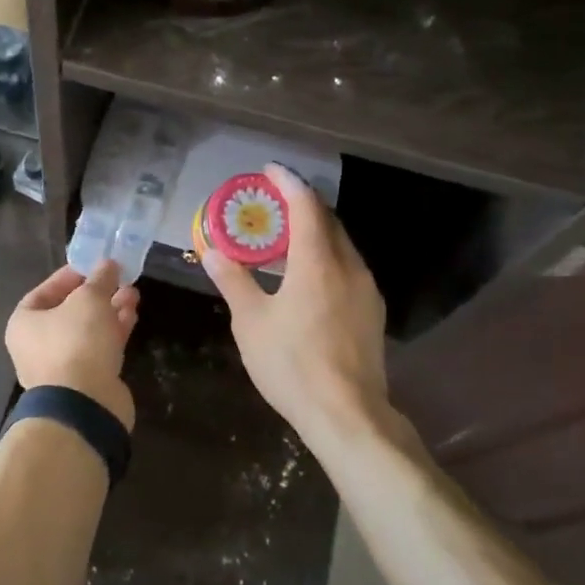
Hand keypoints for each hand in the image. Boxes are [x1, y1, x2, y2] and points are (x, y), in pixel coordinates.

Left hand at [5, 261, 140, 429]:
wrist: (85, 405)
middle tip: (119, 278)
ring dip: (110, 311)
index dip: (70, 276)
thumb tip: (108, 264)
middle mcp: (37, 345)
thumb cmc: (76, 342)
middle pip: (69, 311)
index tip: (94, 266)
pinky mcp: (86, 381)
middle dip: (97, 293)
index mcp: (24, 323)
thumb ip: (100, 279)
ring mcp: (62, 366)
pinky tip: (132, 317)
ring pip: (88, 330)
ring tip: (133, 294)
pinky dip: (114, 332)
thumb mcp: (89, 299)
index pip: (44, 291)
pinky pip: (99, 349)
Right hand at [203, 163, 390, 450]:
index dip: (288, 182)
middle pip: (328, 221)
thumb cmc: (292, 364)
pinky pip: (348, 267)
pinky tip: (308, 275)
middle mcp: (348, 266)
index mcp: (318, 262)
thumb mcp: (251, 321)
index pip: (306, 206)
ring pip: (341, 245)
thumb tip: (212, 251)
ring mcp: (366, 290)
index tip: (269, 170)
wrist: (347, 415)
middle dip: (301, 205)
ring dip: (315, 232)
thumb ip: (233, 280)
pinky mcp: (372, 312)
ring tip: (285, 238)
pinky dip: (326, 256)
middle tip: (272, 203)